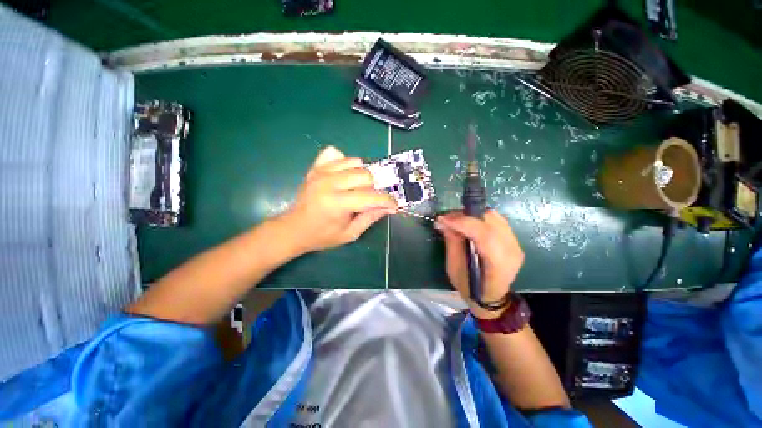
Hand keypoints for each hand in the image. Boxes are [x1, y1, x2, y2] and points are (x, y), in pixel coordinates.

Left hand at [282, 146, 396, 253]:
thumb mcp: (350, 233)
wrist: (294, 229)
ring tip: (360, 188)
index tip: (394, 204)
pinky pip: (337, 154)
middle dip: (375, 187)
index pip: (370, 196)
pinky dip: (346, 163)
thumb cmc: (323, 236)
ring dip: (363, 175)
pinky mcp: (316, 167)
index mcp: (336, 204)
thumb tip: (390, 207)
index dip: (387, 200)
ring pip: (355, 162)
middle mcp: (328, 183)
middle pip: (366, 175)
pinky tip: (345, 176)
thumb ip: (371, 218)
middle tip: (373, 199)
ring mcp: (321, 172)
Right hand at [436, 210, 523, 319]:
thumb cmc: (469, 287)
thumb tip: (443, 221)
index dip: (462, 223)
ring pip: (494, 217)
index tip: (443, 219)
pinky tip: (469, 224)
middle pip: (490, 221)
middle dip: (465, 215)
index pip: (484, 235)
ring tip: (457, 220)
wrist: (491, 297)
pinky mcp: (514, 240)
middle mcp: (511, 251)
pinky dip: (480, 218)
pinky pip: (497, 221)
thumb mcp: (454, 268)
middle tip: (448, 218)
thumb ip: (452, 242)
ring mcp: (516, 244)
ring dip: (472, 215)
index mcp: (497, 264)